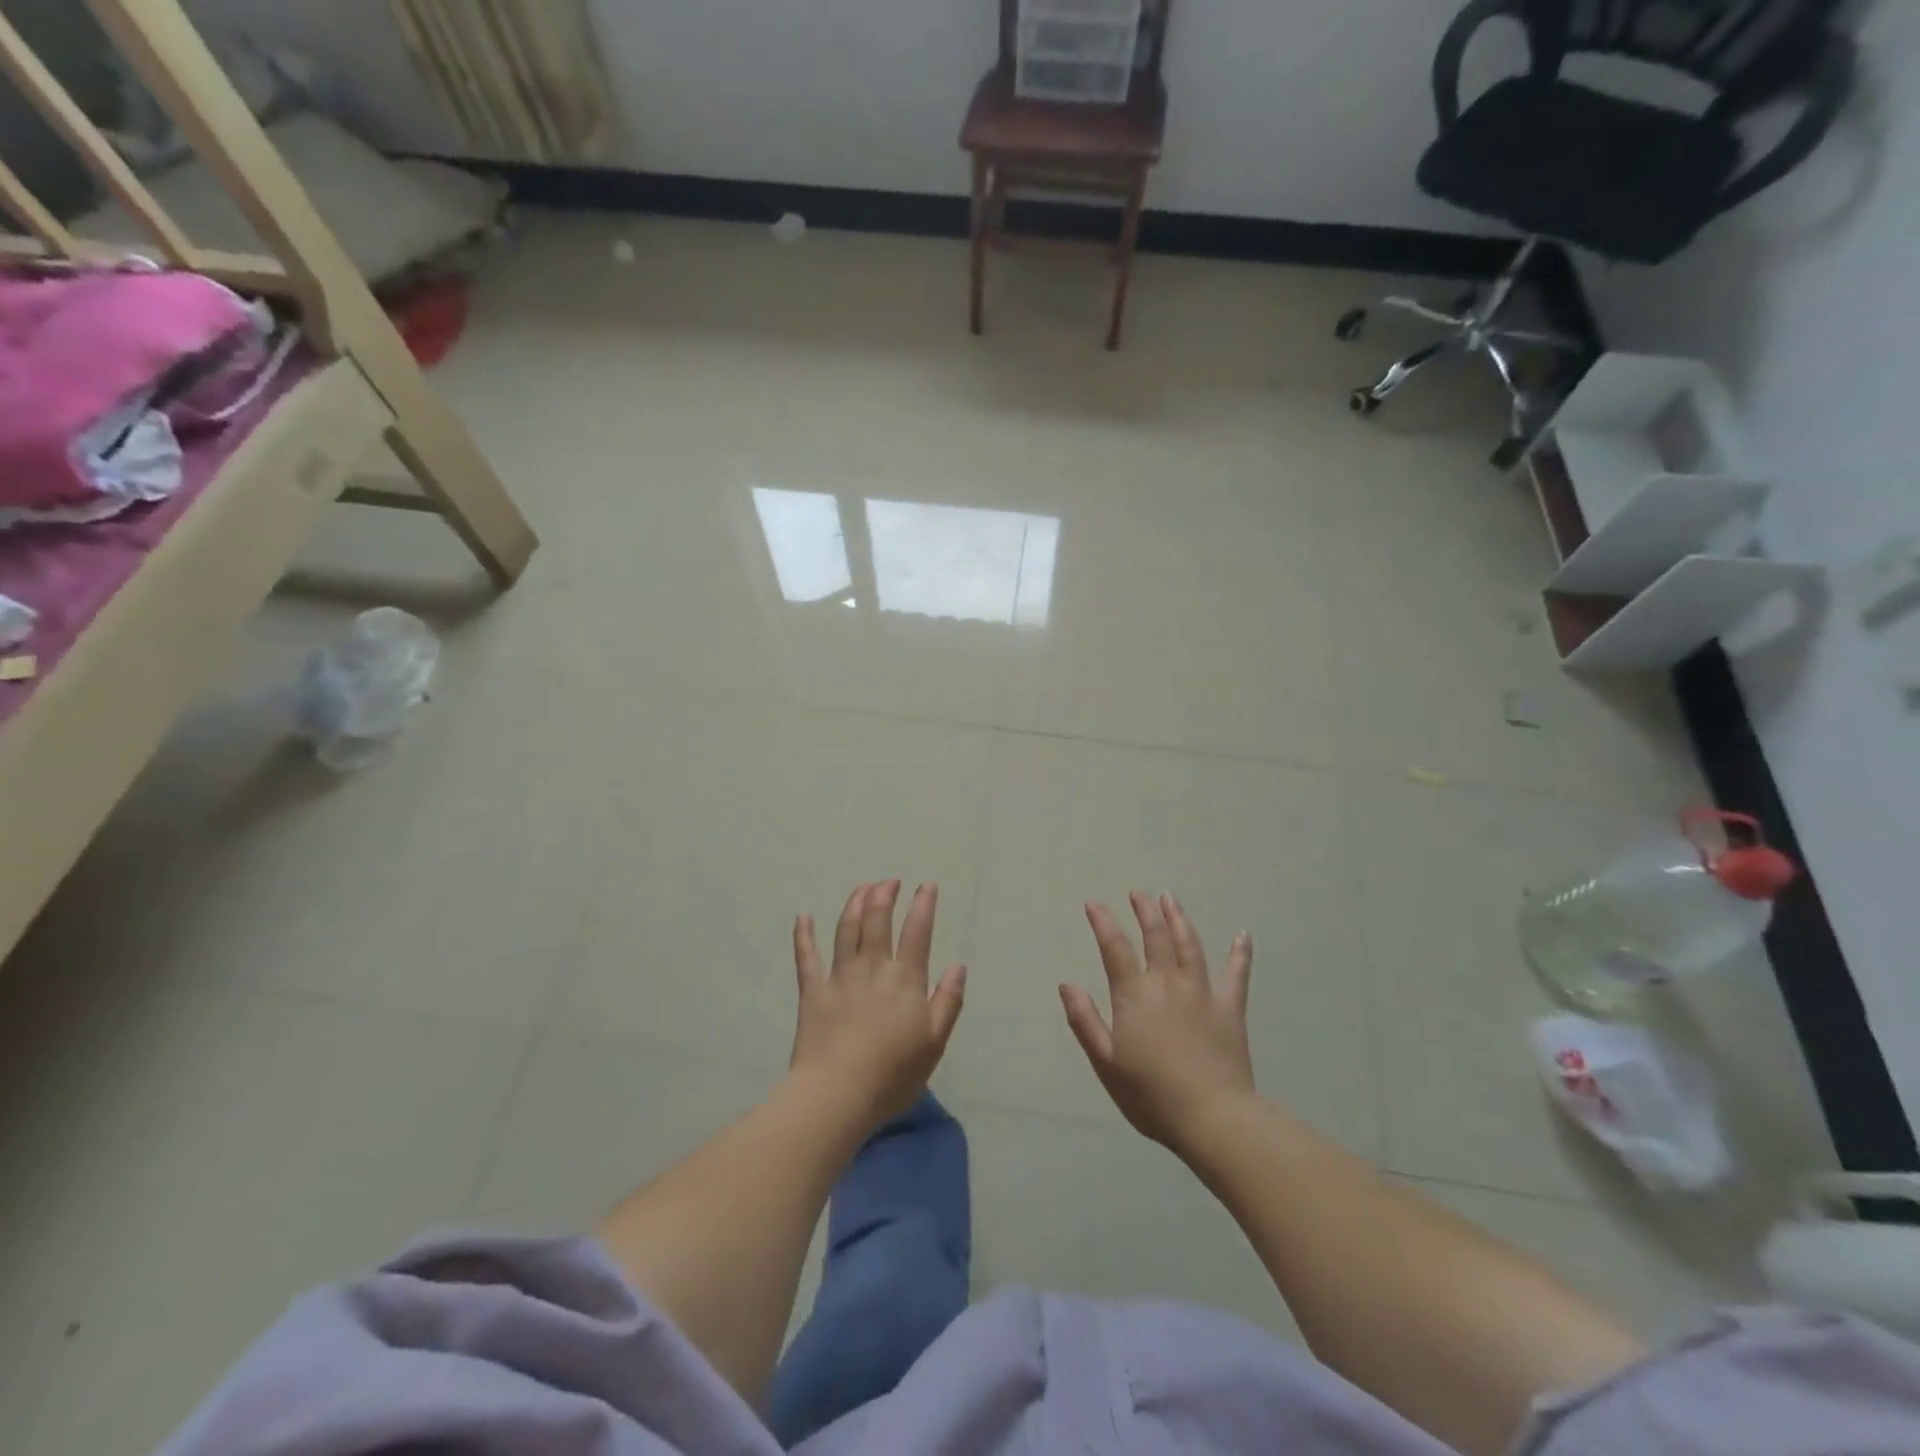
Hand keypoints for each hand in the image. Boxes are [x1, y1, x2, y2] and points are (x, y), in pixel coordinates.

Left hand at [789, 881, 966, 1126]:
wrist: (837, 1094)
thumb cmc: (892, 1074)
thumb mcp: (934, 1042)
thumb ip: (948, 1001)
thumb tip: (958, 966)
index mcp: (905, 979)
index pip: (917, 932)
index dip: (923, 905)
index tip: (926, 885)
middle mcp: (872, 968)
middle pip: (877, 920)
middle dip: (884, 895)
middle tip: (889, 881)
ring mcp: (840, 976)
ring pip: (846, 929)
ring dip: (855, 903)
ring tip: (862, 888)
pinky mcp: (812, 991)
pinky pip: (806, 957)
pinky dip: (804, 935)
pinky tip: (803, 917)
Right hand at [1060, 892, 1255, 1150]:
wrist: (1213, 1118)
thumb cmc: (1151, 1095)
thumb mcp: (1106, 1063)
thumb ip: (1085, 1021)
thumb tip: (1067, 984)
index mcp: (1135, 996)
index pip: (1115, 948)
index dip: (1103, 923)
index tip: (1094, 903)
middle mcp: (1167, 983)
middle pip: (1155, 937)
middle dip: (1144, 911)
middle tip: (1138, 893)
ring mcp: (1202, 992)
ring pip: (1189, 945)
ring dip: (1179, 918)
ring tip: (1170, 898)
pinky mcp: (1230, 1008)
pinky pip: (1237, 974)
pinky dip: (1240, 953)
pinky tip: (1243, 935)